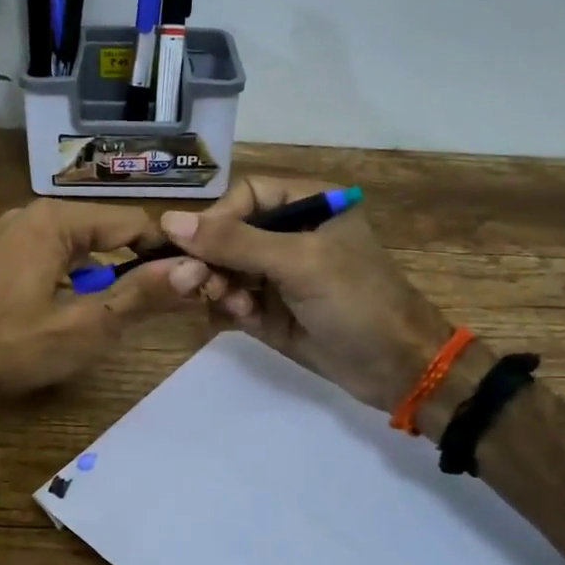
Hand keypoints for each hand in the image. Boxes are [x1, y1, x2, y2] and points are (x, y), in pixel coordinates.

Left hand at [0, 199, 198, 398]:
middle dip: (137, 264)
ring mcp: (14, 234)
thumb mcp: (85, 326)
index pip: (133, 221)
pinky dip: (77, 277)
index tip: (195, 279)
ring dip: (107, 274)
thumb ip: (141, 295)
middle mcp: (35, 214)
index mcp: (57, 220)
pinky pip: (55, 256)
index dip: (168, 250)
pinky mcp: (2, 256)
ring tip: (128, 310)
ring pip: (81, 245)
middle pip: (107, 231)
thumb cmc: (10, 346)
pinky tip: (80, 309)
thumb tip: (196, 268)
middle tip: (165, 301)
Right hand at [160, 176, 452, 410]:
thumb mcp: (299, 263)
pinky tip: (242, 319)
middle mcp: (289, 234)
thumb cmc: (357, 301)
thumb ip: (235, 242)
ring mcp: (278, 274)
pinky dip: (229, 308)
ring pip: (223, 269)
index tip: (195, 246)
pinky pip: (231, 300)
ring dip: (218, 286)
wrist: (396, 369)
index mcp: (307, 204)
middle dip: (210, 258)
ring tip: (233, 305)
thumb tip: (168, 221)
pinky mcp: (269, 310)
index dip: (217, 218)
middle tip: (195, 282)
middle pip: (226, 233)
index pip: (244, 195)